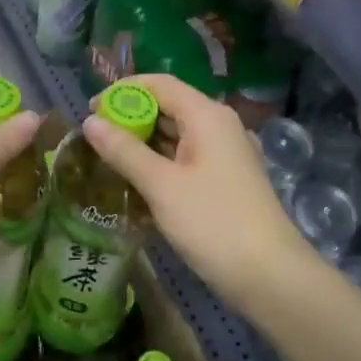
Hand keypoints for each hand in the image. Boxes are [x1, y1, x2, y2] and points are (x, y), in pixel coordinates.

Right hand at [82, 74, 317, 317]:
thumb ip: (124, 151)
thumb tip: (90, 122)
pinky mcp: (225, 180)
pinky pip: (186, 158)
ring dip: (143, 142)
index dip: (123, 91)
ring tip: (108, 158)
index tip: (91, 109)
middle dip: (130, 118)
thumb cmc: (213, 222)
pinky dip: (160, 162)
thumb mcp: (161, 185)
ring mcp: (225, 154)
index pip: (160, 84)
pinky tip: (137, 181)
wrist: (270, 276)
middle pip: (169, 107)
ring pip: (176, 135)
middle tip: (95, 139)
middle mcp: (219, 127)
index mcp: (207, 116)